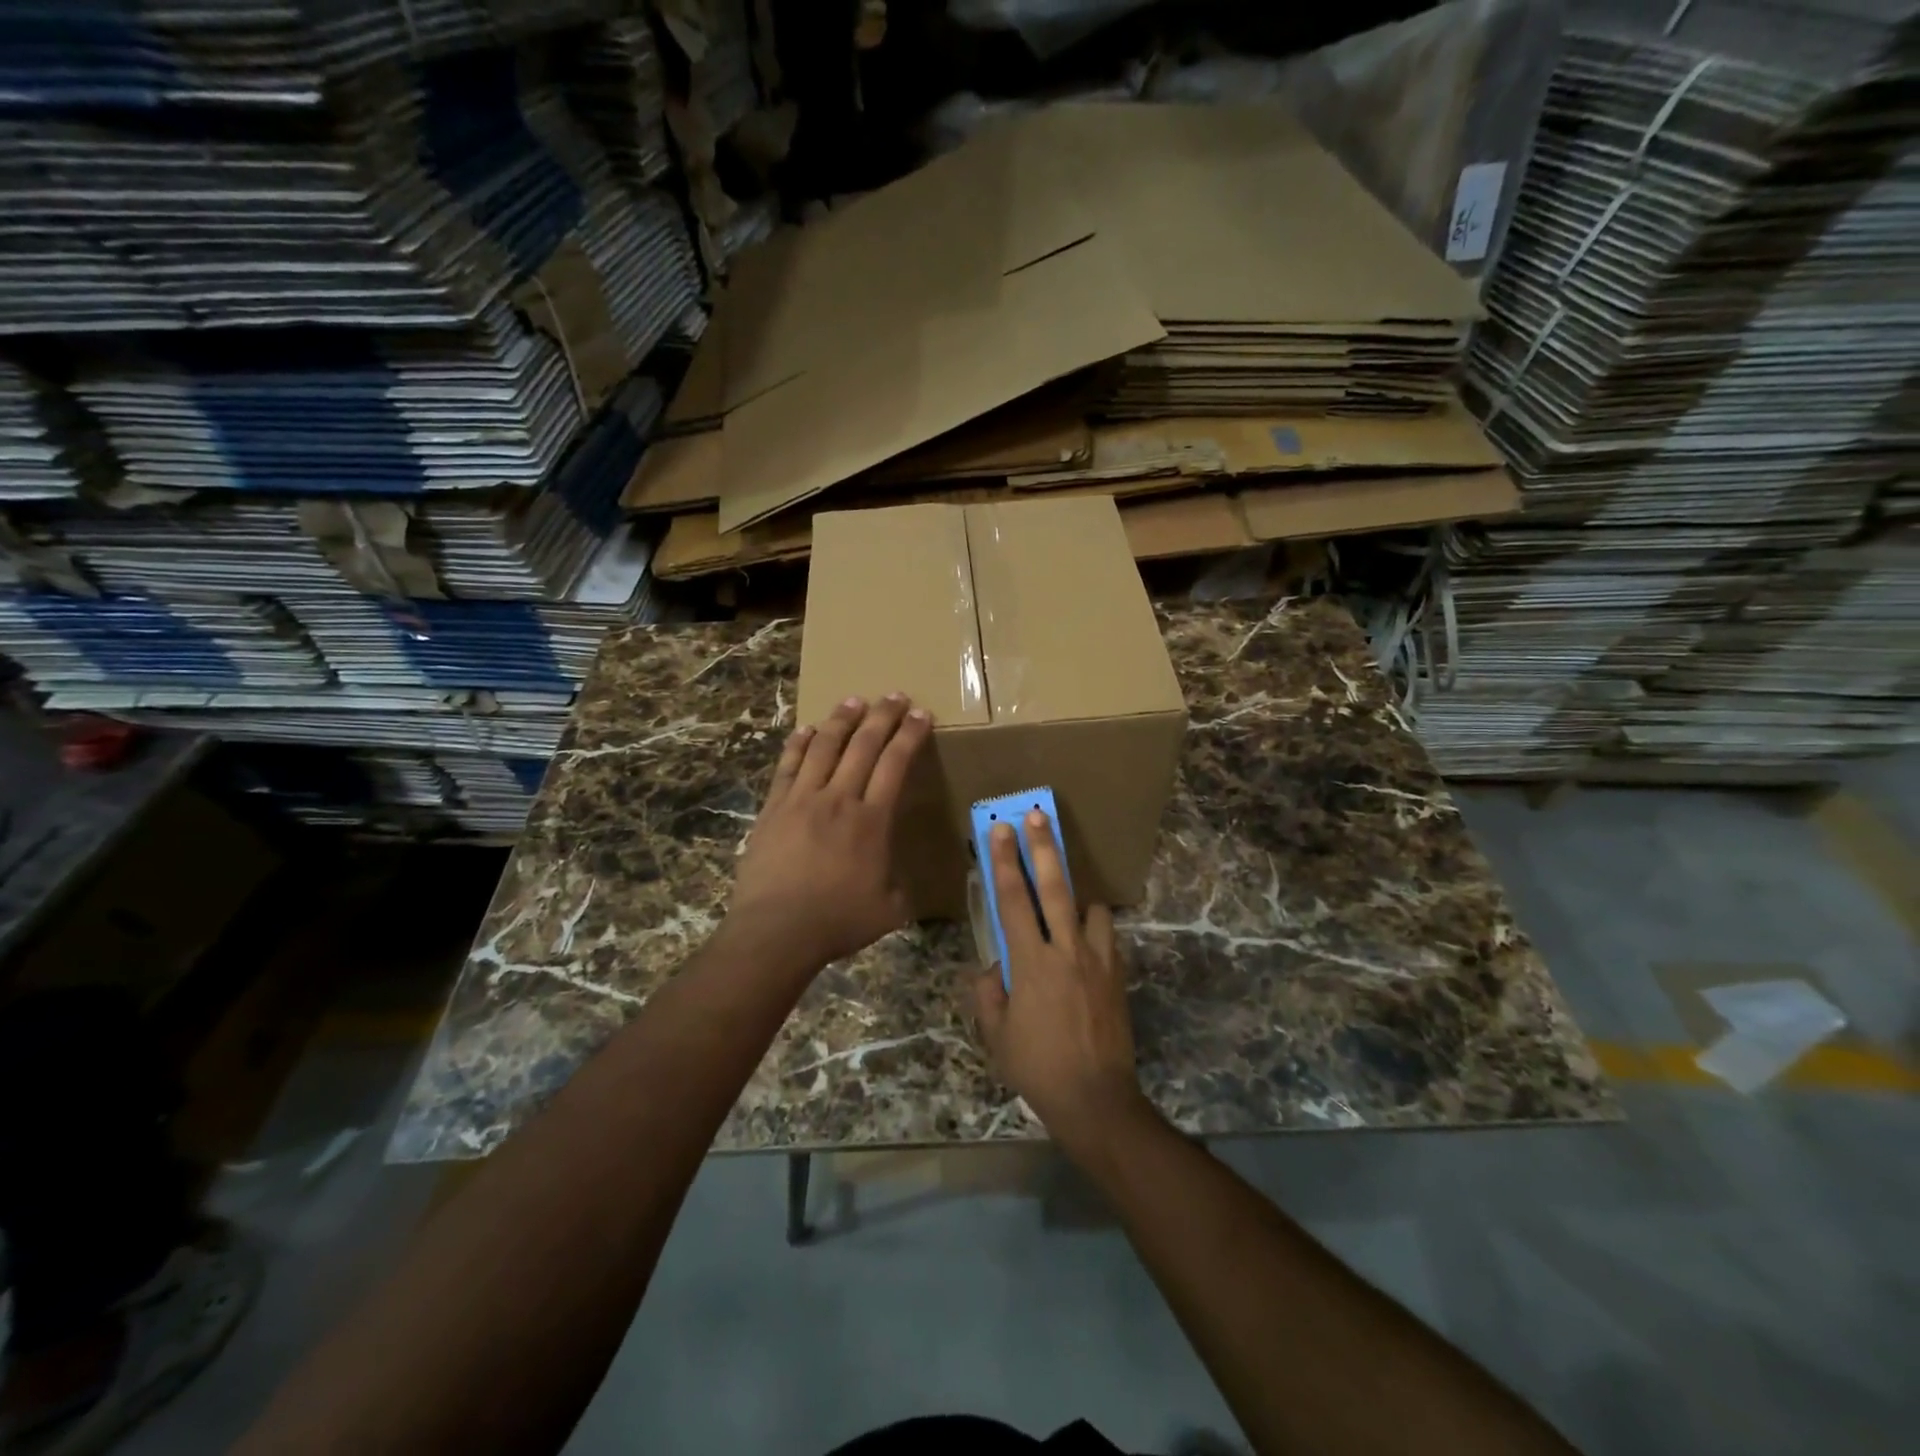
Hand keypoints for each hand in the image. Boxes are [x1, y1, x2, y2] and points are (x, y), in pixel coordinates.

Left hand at [729, 692, 931, 969]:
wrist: (776, 930)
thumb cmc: (836, 921)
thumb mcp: (888, 910)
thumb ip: (900, 890)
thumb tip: (904, 885)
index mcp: (872, 820)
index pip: (896, 764)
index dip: (910, 736)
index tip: (921, 715)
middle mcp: (839, 799)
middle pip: (864, 745)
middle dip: (883, 716)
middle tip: (895, 696)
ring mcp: (802, 799)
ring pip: (825, 746)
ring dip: (842, 720)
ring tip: (854, 700)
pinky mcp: (774, 808)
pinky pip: (788, 766)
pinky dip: (799, 744)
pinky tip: (807, 729)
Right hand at [970, 810, 1144, 1146]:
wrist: (1096, 1098)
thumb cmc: (1037, 1067)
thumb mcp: (997, 1034)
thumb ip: (989, 993)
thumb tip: (992, 967)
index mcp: (1031, 962)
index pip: (1013, 900)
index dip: (1005, 861)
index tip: (1000, 829)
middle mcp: (1066, 950)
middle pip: (1055, 887)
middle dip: (1044, 847)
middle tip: (1037, 815)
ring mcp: (1098, 960)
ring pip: (1090, 907)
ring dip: (1075, 896)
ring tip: (1065, 899)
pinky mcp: (1118, 974)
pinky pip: (1105, 936)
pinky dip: (1092, 929)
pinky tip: (1083, 942)